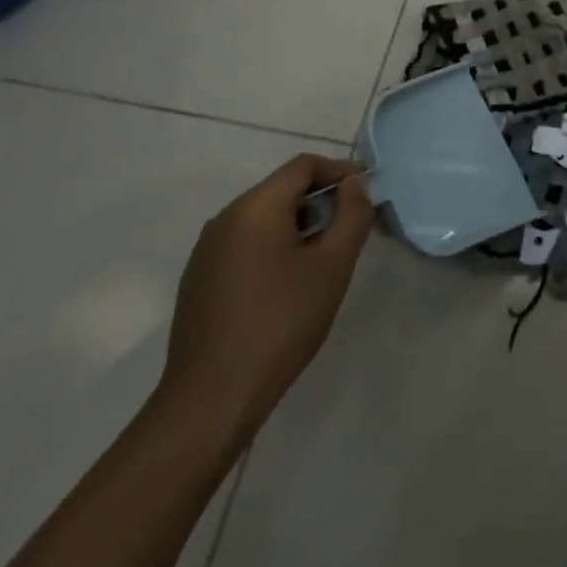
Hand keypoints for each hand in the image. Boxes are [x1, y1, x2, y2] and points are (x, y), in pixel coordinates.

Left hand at [157, 154, 373, 449]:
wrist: (211, 400)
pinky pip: (245, 244)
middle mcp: (225, 218)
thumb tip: (355, 184)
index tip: (366, 192)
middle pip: (282, 189)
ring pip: (263, 218)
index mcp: (255, 207)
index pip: (303, 166)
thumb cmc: (280, 324)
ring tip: (325, 257)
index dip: (339, 171)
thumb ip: (351, 216)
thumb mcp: (332, 267)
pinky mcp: (199, 279)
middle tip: (351, 227)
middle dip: (321, 200)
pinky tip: (288, 284)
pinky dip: (274, 246)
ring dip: (298, 225)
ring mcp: (207, 250)